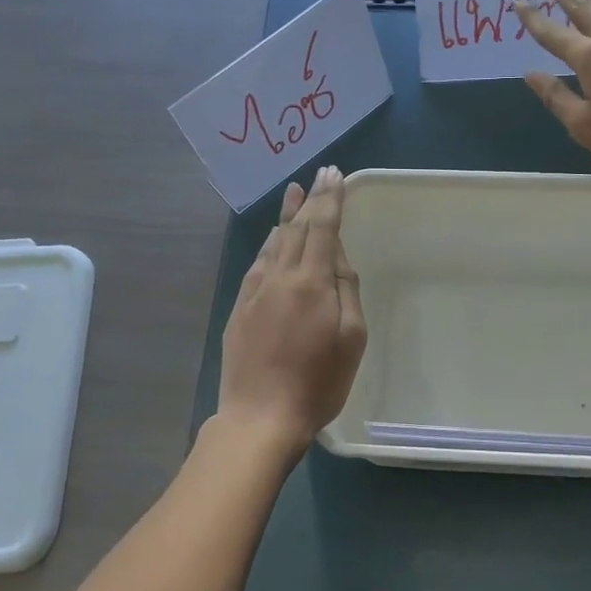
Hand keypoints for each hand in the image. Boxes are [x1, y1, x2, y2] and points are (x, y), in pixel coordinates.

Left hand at [216, 166, 366, 455]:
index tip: (335, 175)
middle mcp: (280, 277)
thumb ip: (345, 290)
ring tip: (294, 192)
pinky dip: (268, 244)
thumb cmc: (318, 382)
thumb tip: (337, 258)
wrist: (260, 416)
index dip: (330, 199)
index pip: (323, 228)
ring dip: (287, 215)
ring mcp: (255, 292)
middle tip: (320, 174)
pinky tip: (272, 237)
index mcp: (311, 282)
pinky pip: (257, 263)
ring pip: (274, 242)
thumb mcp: (351, 338)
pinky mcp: (240, 309)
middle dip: (312, 199)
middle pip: (297, 228)